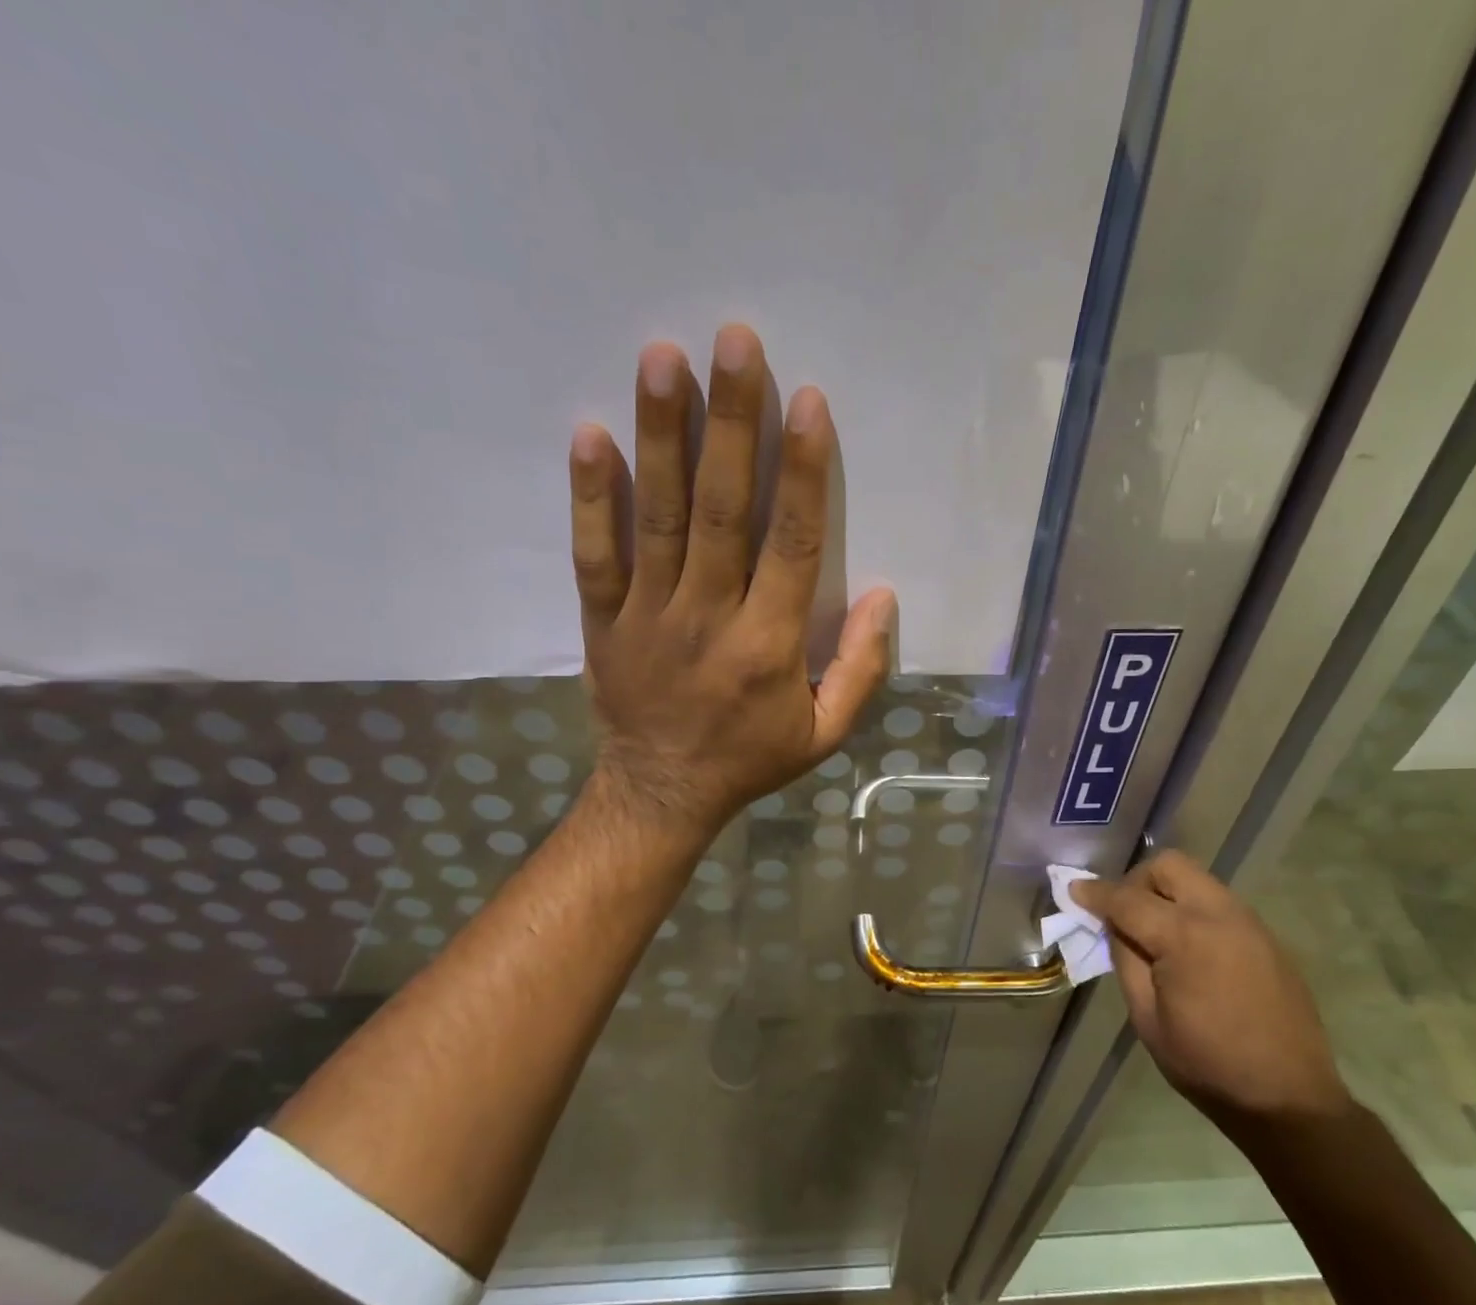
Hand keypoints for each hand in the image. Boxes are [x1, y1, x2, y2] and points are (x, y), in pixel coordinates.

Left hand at [569, 324, 894, 834]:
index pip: (792, 544)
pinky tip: (591, 434)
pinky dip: (591, 495)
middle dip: (731, 423)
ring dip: (661, 435)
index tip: (806, 401)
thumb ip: (861, 668)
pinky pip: (595, 553)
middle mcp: (709, 617)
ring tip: (663, 358)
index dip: (802, 472)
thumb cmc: (751, 759)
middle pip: (722, 510)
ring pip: (658, 516)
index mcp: (770, 646)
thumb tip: (884, 596)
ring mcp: (649, 615)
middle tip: (734, 340)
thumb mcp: (825, 732)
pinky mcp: (603, 620)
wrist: (661, 794)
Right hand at [1071, 852, 1350, 1130]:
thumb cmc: (1208, 1065)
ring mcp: (1249, 923)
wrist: (1290, 1098)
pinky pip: (1218, 903)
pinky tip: (1190, 950)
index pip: (1128, 899)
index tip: (1074, 890)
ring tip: (1155, 933)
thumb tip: (1116, 926)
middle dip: (1137, 880)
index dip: (1095, 893)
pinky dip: (1193, 909)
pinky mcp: (1267, 937)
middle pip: (1169, 866)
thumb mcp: (1147, 1018)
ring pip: (1197, 879)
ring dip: (1167, 892)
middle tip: (1123, 914)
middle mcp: (1220, 915)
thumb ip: (1126, 960)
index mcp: (1185, 937)